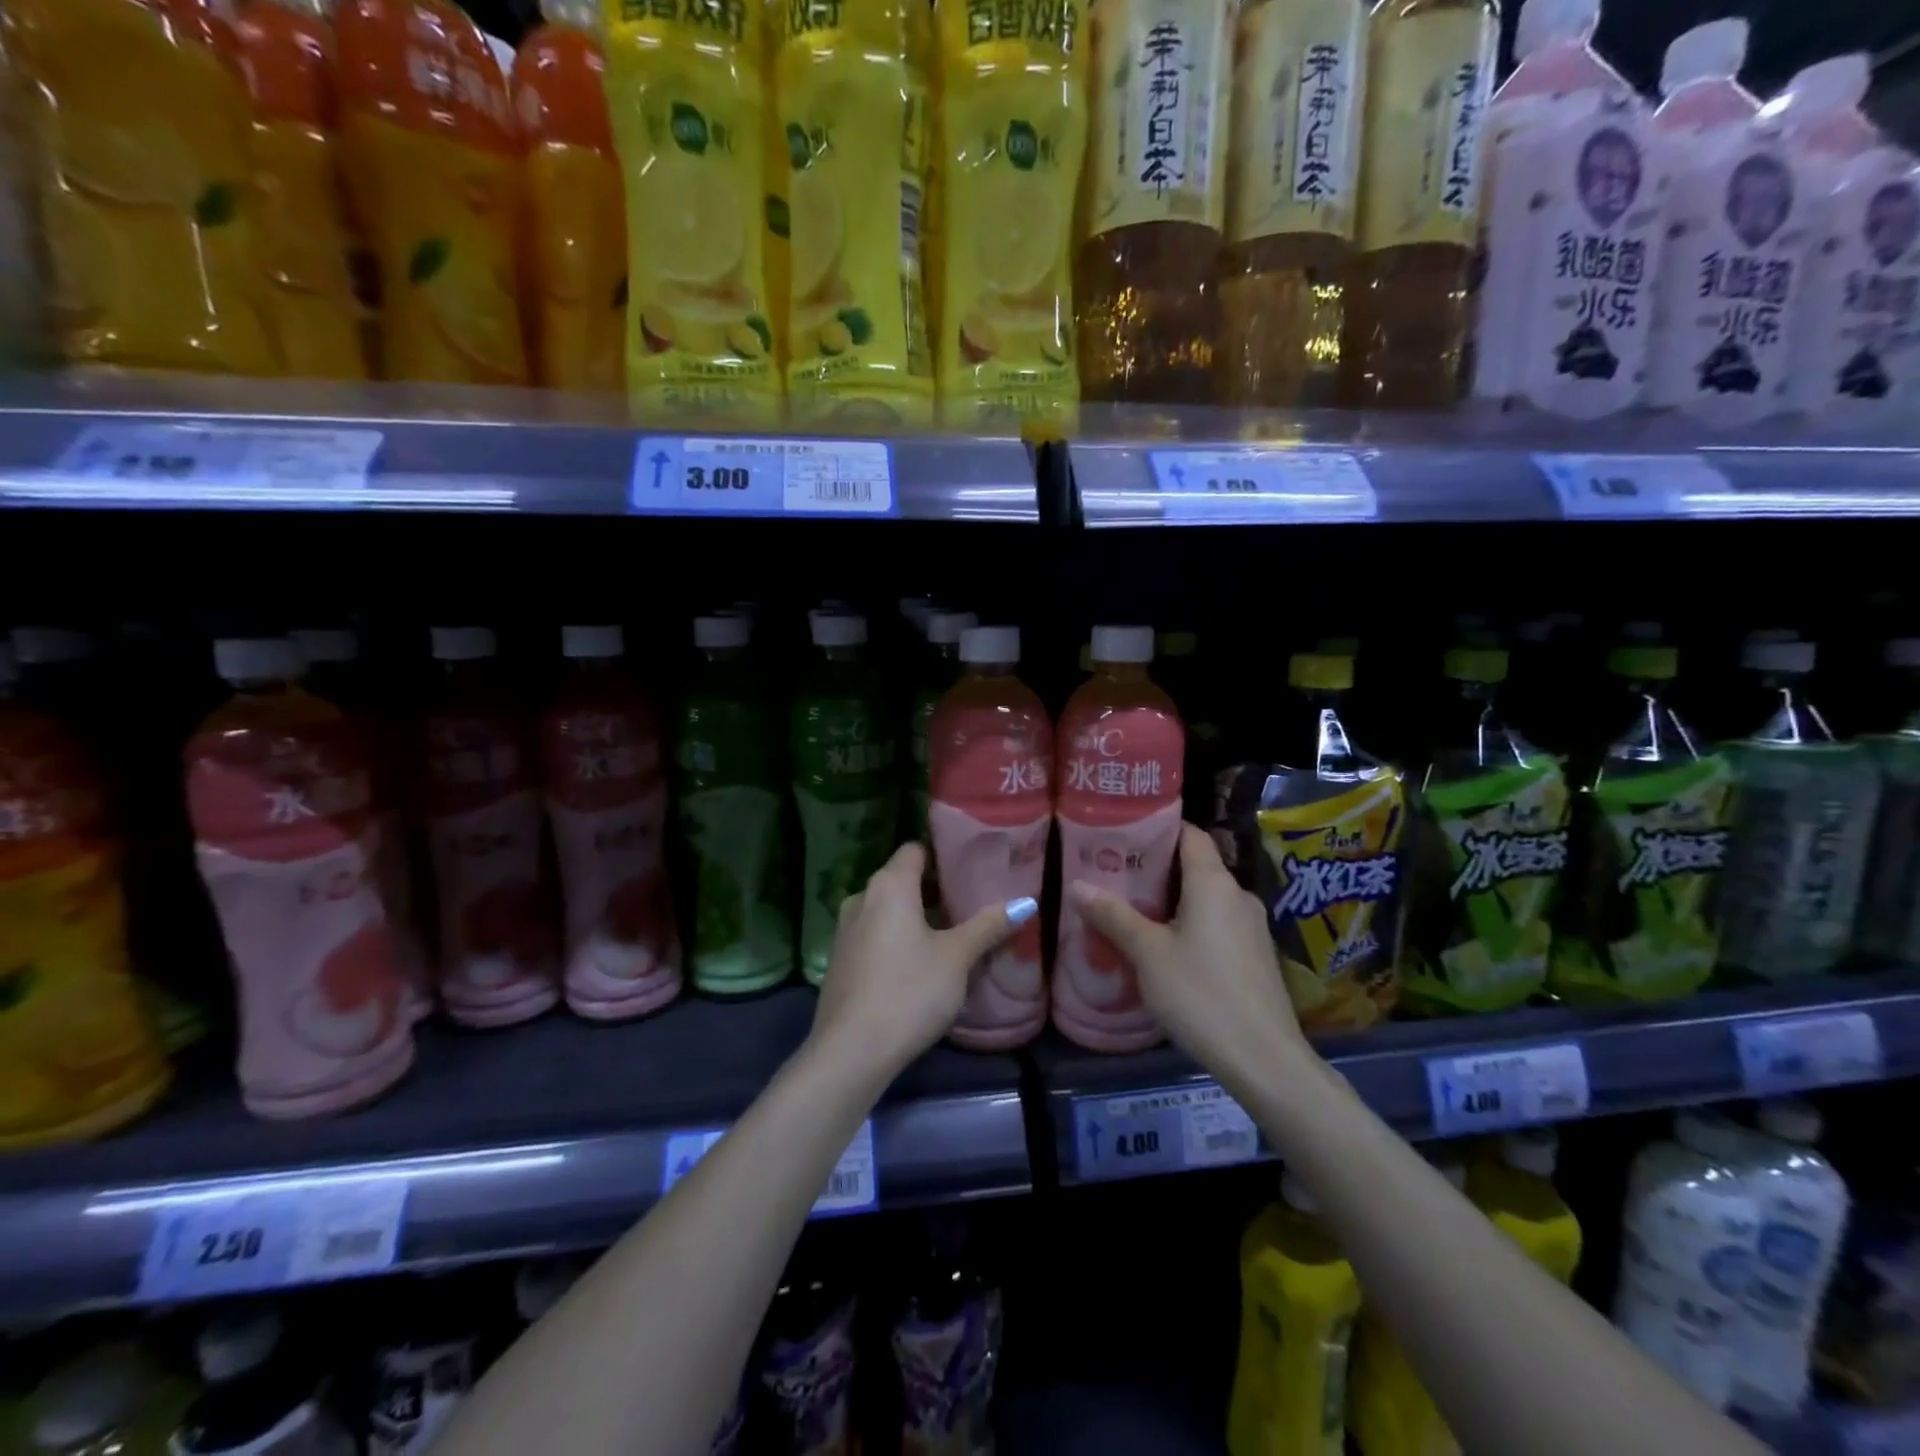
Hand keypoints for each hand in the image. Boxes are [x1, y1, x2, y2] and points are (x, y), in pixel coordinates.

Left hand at [810, 843, 1035, 1078]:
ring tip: (950, 932)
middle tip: (969, 902)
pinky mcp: (840, 960)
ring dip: (914, 915)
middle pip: (901, 879)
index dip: (942, 854)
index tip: (969, 867)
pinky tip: (917, 962)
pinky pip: (873, 933)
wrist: (851, 1050)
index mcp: (889, 885)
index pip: (915, 849)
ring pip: (886, 909)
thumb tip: (1027, 902)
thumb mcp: (957, 958)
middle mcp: (861, 897)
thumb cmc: (910, 991)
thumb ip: (988, 926)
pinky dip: (895, 937)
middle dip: (933, 888)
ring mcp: (845, 930)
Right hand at [1066, 823, 1310, 1084]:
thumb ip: (1113, 916)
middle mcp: (1237, 896)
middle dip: (1157, 868)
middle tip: (1116, 874)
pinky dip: (1190, 923)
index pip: (1191, 834)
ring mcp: (1251, 927)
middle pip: (1196, 866)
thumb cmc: (1201, 994)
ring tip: (1132, 909)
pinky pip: (1217, 924)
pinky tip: (1165, 946)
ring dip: (1172, 900)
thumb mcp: (1147, 954)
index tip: (1125, 832)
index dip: (1160, 828)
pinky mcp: (1255, 956)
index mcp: (1214, 883)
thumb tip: (1077, 884)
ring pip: (1206, 898)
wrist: (1263, 1059)